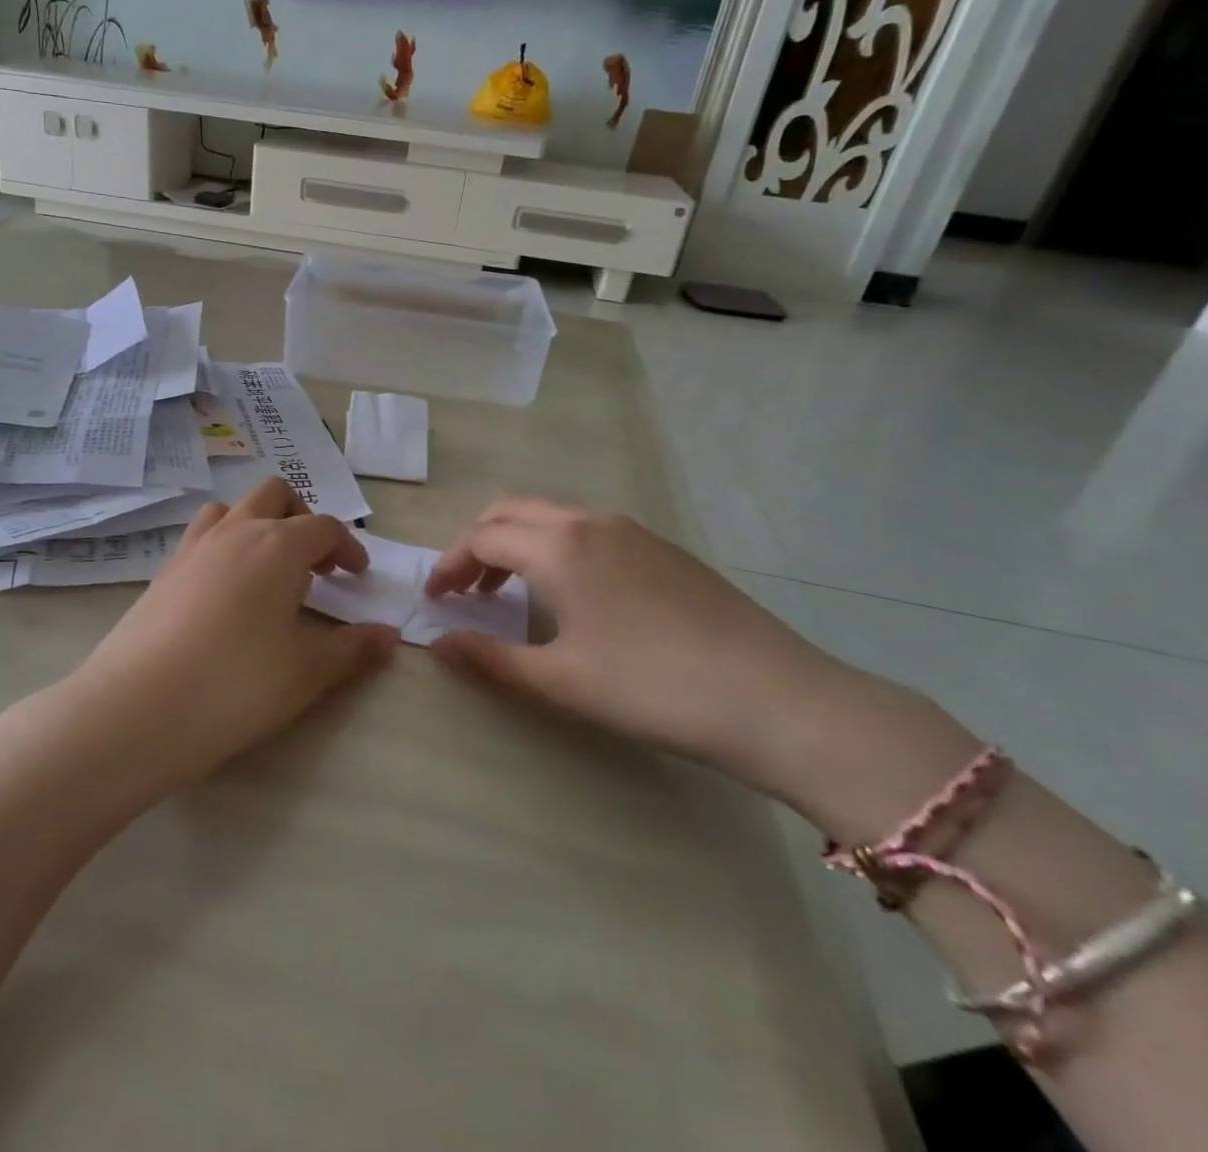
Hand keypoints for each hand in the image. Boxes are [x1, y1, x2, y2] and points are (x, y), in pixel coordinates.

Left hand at [56, 479, 398, 798]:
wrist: (138, 707)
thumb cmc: (236, 684)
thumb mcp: (306, 671)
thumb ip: (352, 649)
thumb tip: (389, 636)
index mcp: (278, 545)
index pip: (323, 527)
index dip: (347, 546)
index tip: (357, 575)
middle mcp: (236, 531)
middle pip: (275, 495)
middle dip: (302, 518)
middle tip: (315, 562)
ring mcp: (193, 547)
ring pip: (231, 508)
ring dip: (257, 524)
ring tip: (268, 568)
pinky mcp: (163, 571)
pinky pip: (201, 537)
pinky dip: (223, 546)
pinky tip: (226, 592)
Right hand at [424, 497, 848, 783]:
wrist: (773, 698)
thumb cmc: (652, 688)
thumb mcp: (561, 680)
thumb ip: (490, 659)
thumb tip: (437, 644)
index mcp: (559, 546)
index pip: (482, 537)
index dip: (450, 565)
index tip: (433, 599)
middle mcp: (590, 522)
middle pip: (512, 510)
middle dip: (478, 542)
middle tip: (466, 588)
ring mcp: (631, 529)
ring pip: (552, 515)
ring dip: (517, 540)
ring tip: (510, 590)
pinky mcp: (661, 547)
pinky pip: (587, 528)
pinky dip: (554, 545)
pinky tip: (570, 592)